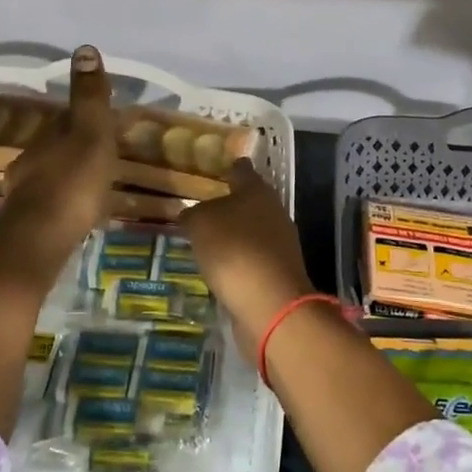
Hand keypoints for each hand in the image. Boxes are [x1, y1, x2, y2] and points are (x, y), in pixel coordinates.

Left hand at [0, 46, 118, 268]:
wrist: (39, 240)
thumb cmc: (72, 183)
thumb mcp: (90, 134)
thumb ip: (89, 97)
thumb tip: (85, 49)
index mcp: (49, 137)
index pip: (66, 117)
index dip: (85, 116)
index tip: (105, 120)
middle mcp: (33, 159)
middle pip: (57, 145)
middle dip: (77, 145)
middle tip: (104, 152)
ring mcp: (27, 191)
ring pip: (52, 173)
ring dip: (70, 173)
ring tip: (94, 182)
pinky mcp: (29, 221)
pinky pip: (51, 201)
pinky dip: (65, 200)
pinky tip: (77, 211)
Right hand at [180, 160, 314, 348]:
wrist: (270, 304)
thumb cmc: (234, 250)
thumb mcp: (200, 224)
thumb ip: (193, 214)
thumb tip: (191, 214)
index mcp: (257, 191)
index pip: (242, 170)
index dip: (229, 167)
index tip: (218, 167)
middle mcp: (274, 212)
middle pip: (250, 201)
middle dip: (230, 204)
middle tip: (203, 207)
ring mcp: (280, 244)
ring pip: (252, 231)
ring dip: (234, 235)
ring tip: (207, 240)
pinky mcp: (278, 273)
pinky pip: (253, 258)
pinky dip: (239, 261)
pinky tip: (221, 268)